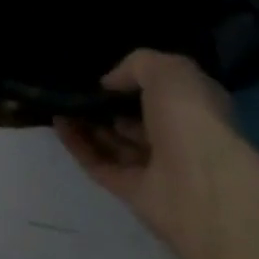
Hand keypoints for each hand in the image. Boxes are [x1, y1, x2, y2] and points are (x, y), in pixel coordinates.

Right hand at [54, 49, 243, 258]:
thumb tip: (110, 84)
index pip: (162, 92)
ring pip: (114, 143)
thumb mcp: (167, 70)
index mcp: (194, 109)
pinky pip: (99, 164)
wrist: (201, 187)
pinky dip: (77, 145)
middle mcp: (177, 139)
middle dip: (106, 105)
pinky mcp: (133, 192)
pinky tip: (57, 123)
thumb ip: (136, 65)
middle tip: (74, 89)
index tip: (102, 73)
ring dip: (86, 124)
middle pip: (134, 120)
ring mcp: (155, 168)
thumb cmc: (191, 119)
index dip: (133, 81)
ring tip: (59, 103)